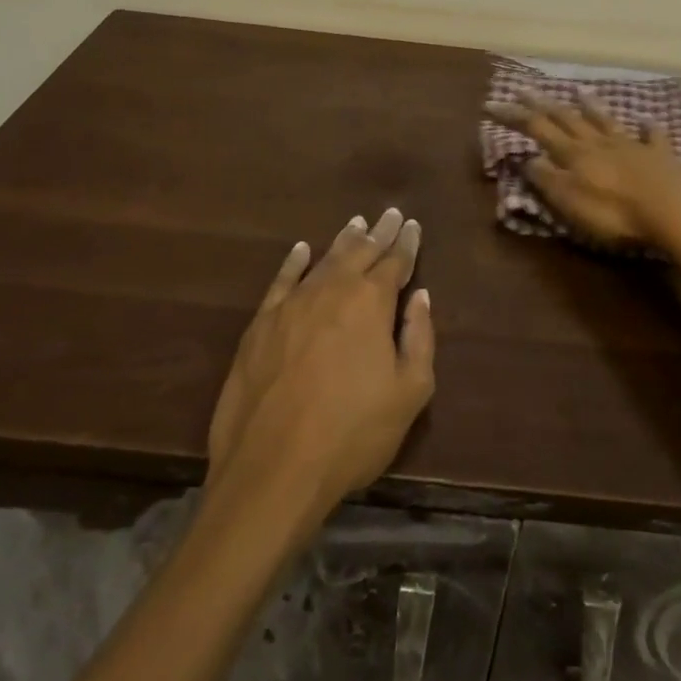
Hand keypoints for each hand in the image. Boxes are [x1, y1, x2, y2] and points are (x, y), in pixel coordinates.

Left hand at [207, 209, 435, 515]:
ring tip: (357, 223)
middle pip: (361, 251)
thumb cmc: (352, 433)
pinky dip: (295, 261)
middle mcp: (333, 289)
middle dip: (379, 232)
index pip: (395, 261)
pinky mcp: (262, 323)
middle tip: (391, 213)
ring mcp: (293, 303)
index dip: (407, 243)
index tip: (413, 226)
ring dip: (344, 240)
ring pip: (324, 259)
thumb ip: (418, 337)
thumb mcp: (409, 392)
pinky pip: (282, 280)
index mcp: (372, 301)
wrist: (273, 467)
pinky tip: (302, 250)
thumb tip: (419, 297)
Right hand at [487, 94, 680, 252]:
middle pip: (567, 119)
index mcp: (574, 154)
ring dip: (590, 106)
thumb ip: (547, 179)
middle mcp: (598, 142)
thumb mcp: (570, 201)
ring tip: (579, 91)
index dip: (514, 116)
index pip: (538, 129)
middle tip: (525, 90)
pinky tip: (647, 122)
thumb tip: (527, 159)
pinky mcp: (660, 156)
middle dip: (543, 105)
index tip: (492, 103)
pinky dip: (647, 129)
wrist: (672, 210)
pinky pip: (652, 137)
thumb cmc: (614, 212)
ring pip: (605, 121)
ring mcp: (631, 145)